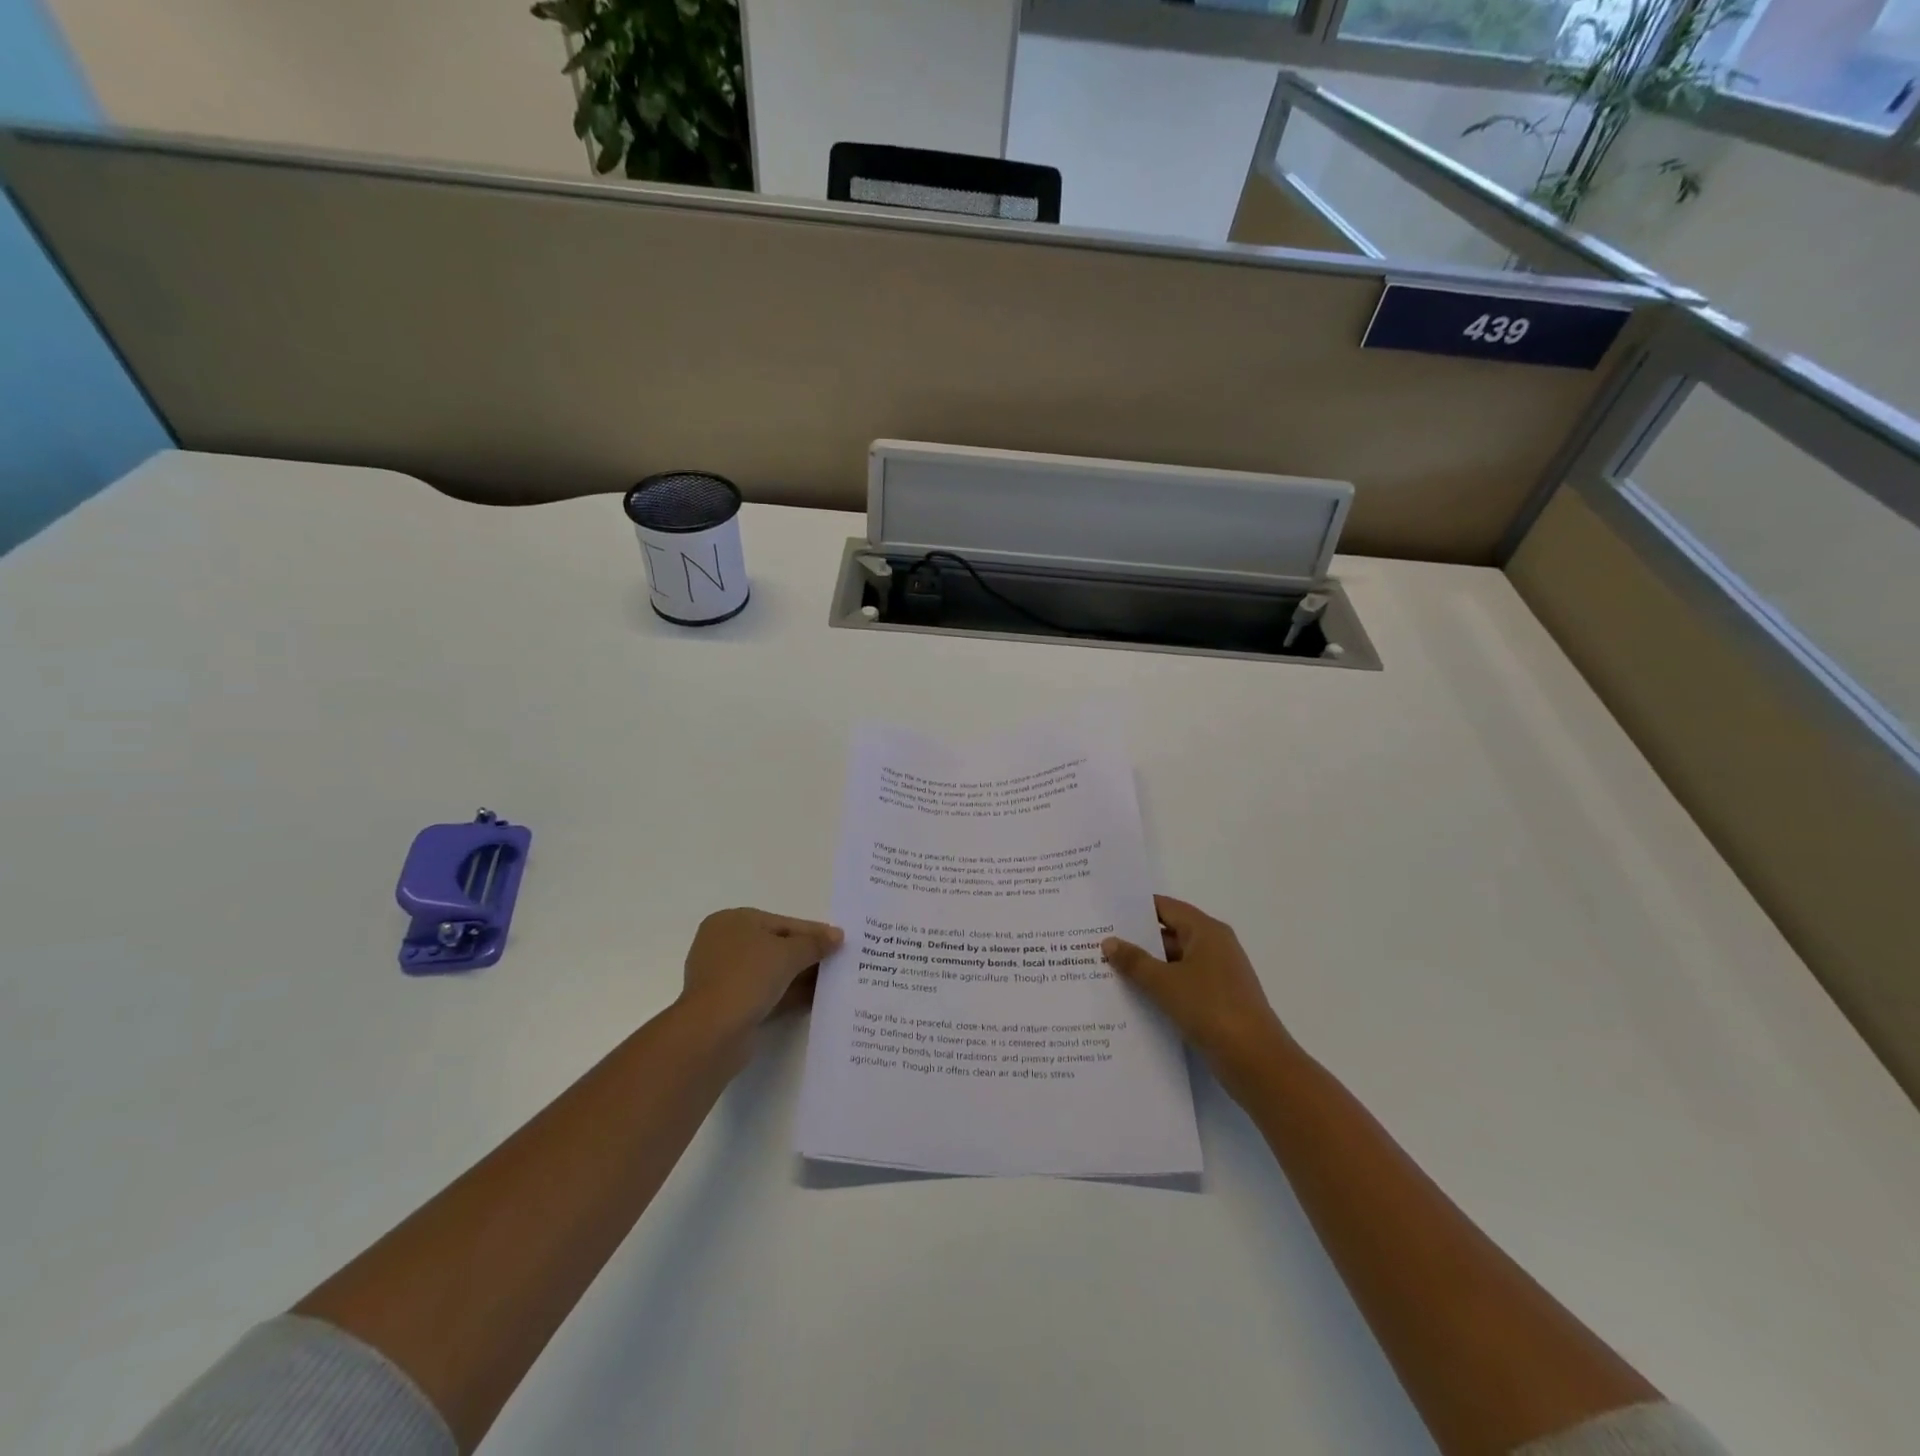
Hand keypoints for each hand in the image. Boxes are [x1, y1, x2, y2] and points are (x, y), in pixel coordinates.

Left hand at [677, 907, 842, 1038]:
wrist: (713, 1032)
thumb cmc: (748, 977)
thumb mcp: (789, 953)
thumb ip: (815, 943)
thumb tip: (837, 936)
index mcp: (731, 921)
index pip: (781, 923)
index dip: (812, 932)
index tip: (839, 941)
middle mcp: (723, 944)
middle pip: (776, 946)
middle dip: (807, 955)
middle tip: (838, 962)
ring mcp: (724, 976)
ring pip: (771, 972)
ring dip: (799, 977)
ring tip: (833, 982)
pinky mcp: (728, 1005)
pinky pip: (765, 993)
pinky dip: (788, 994)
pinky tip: (814, 1000)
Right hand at [1102, 896, 1292, 1091]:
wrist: (1256, 1061)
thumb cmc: (1210, 1008)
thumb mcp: (1164, 983)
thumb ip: (1134, 961)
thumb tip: (1109, 941)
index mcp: (1206, 931)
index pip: (1165, 907)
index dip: (1135, 908)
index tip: (1105, 912)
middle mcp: (1214, 946)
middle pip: (1169, 933)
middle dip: (1136, 940)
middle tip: (1098, 942)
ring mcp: (1218, 975)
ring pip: (1174, 962)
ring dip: (1146, 966)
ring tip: (1107, 970)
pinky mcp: (1217, 1000)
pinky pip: (1182, 984)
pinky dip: (1160, 987)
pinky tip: (1133, 997)